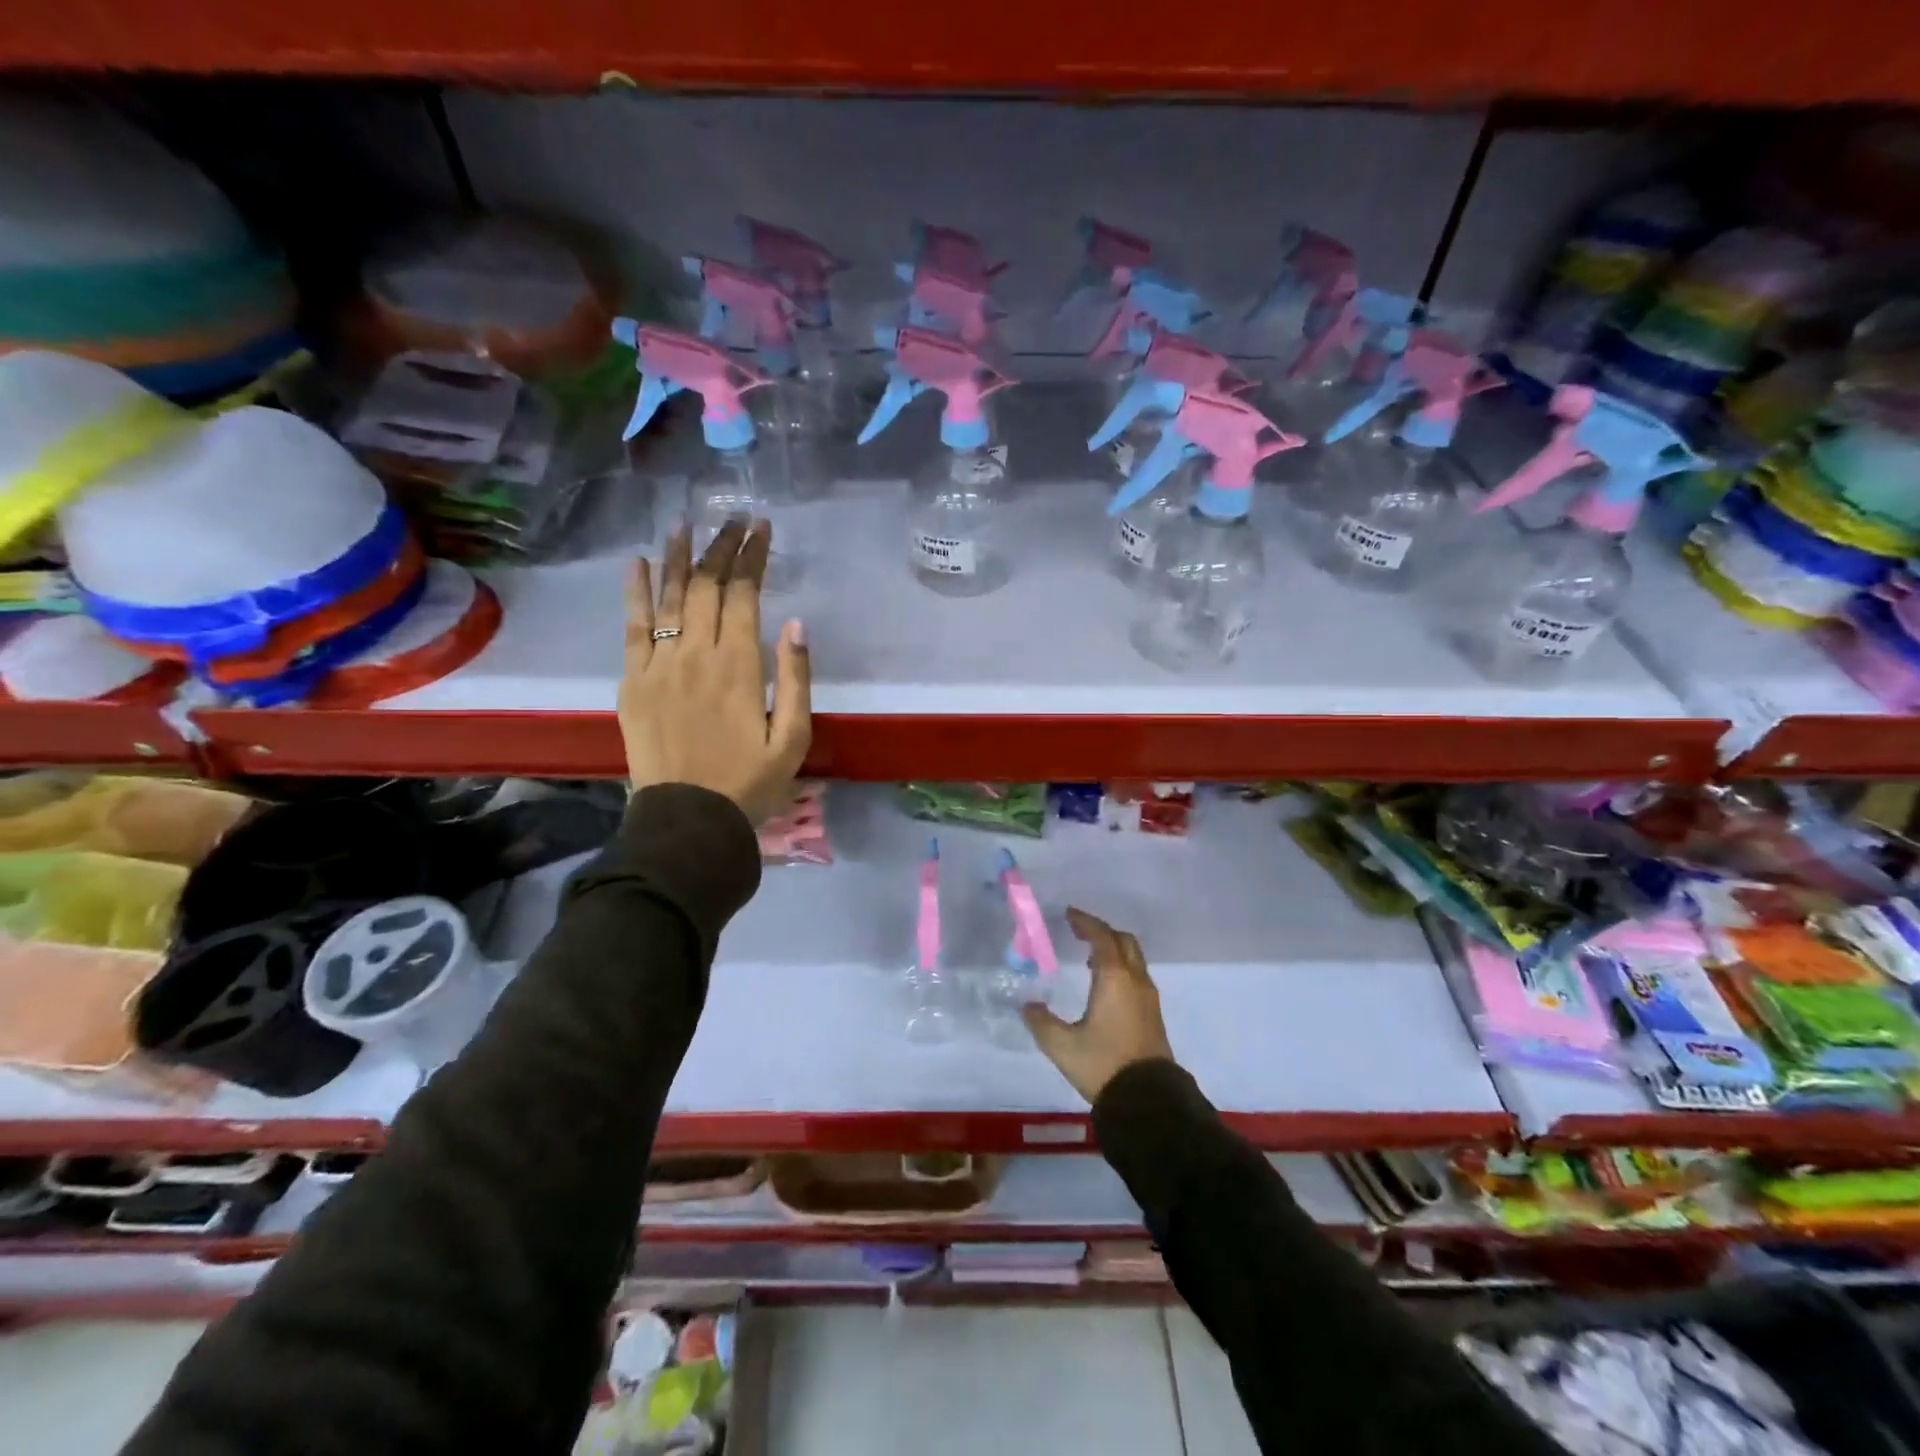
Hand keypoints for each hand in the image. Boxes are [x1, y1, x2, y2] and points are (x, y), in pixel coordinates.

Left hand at [618, 518, 811, 823]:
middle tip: (732, 519)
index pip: (744, 594)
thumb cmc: (750, 782)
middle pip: (706, 586)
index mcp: (739, 666)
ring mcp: (658, 664)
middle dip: (721, 547)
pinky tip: (638, 563)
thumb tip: (796, 623)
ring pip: (669, 597)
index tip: (760, 528)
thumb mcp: (793, 738)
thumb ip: (796, 679)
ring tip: (685, 524)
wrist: (688, 820)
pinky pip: (632, 626)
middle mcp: (696, 653)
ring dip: (678, 556)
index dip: (752, 557)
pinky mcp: (632, 680)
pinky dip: (635, 592)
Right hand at [1023, 907, 1175, 1102]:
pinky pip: (1136, 975)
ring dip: (1113, 950)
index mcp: (1114, 978)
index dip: (1085, 922)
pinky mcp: (1153, 1014)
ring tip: (1089, 957)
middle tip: (1079, 932)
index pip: (1101, 937)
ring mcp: (1148, 997)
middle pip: (1123, 941)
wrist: (1148, 1099)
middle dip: (1102, 931)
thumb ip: (1041, 1022)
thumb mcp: (1062, 1045)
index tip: (1069, 915)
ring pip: (1133, 958)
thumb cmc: (1104, 1064)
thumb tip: (1028, 1006)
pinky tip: (1104, 985)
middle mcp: (1135, 980)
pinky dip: (1121, 967)